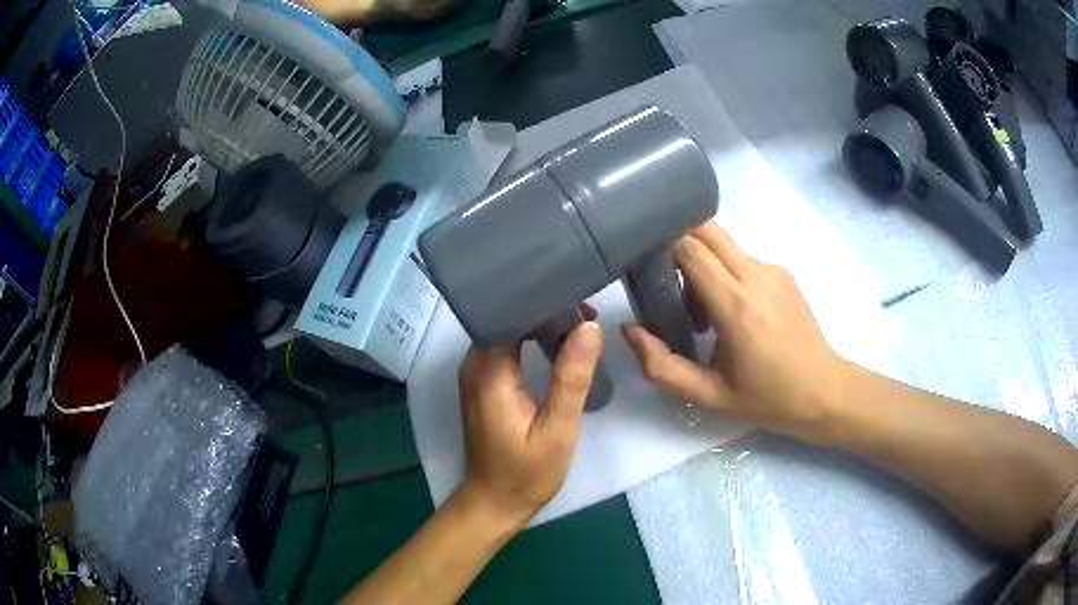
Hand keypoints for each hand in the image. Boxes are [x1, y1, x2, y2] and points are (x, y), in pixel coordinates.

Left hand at [456, 319, 602, 527]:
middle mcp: (474, 364)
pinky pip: (505, 346)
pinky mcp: (483, 383)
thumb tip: (589, 326)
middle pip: (507, 317)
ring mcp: (476, 373)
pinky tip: (557, 343)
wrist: (494, 502)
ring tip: (579, 324)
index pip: (511, 313)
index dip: (546, 303)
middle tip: (587, 313)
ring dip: (540, 323)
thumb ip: (571, 378)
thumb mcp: (556, 430)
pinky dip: (531, 339)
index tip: (582, 303)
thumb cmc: (525, 473)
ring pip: (507, 329)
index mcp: (489, 371)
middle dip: (547, 309)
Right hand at [621, 222, 851, 443]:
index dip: (661, 250)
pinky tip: (731, 314)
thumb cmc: (768, 399)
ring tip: (703, 314)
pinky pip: (741, 259)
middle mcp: (756, 276)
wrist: (825, 392)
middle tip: (669, 287)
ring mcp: (773, 270)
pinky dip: (724, 273)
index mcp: (736, 306)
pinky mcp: (783, 273)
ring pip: (723, 244)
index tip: (646, 271)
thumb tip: (629, 330)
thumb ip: (662, 366)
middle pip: (706, 230)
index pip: (690, 249)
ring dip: (702, 264)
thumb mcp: (709, 395)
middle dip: (678, 246)